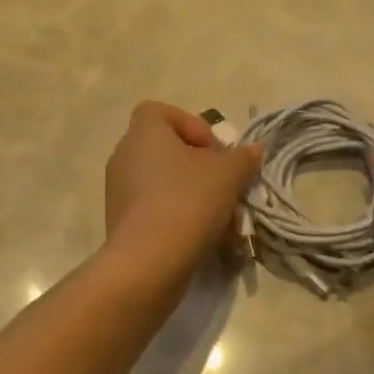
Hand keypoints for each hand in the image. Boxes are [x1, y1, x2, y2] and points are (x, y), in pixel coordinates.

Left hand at [104, 102, 261, 278]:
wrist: (148, 262)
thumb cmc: (187, 202)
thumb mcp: (228, 175)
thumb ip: (243, 157)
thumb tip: (253, 149)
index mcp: (143, 133)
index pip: (160, 112)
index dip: (192, 125)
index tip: (214, 152)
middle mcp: (124, 155)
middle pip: (168, 149)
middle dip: (201, 167)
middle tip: (224, 186)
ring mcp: (119, 190)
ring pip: (165, 182)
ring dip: (195, 195)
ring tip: (222, 219)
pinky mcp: (121, 221)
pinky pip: (155, 207)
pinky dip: (179, 216)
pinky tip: (204, 237)